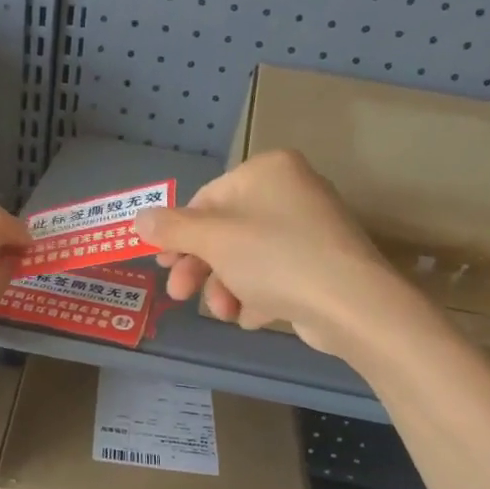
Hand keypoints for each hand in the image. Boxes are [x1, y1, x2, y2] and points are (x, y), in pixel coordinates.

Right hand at [133, 150, 402, 355]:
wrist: (351, 304)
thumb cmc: (274, 258)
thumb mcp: (213, 239)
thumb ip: (172, 228)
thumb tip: (139, 217)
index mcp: (267, 171)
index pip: (207, 199)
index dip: (179, 234)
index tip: (162, 263)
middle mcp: (291, 192)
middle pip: (226, 231)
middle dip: (201, 268)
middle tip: (179, 295)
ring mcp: (310, 230)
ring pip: (248, 258)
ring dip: (226, 288)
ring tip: (225, 313)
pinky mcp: (322, 265)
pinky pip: (276, 276)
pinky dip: (258, 296)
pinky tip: (253, 317)